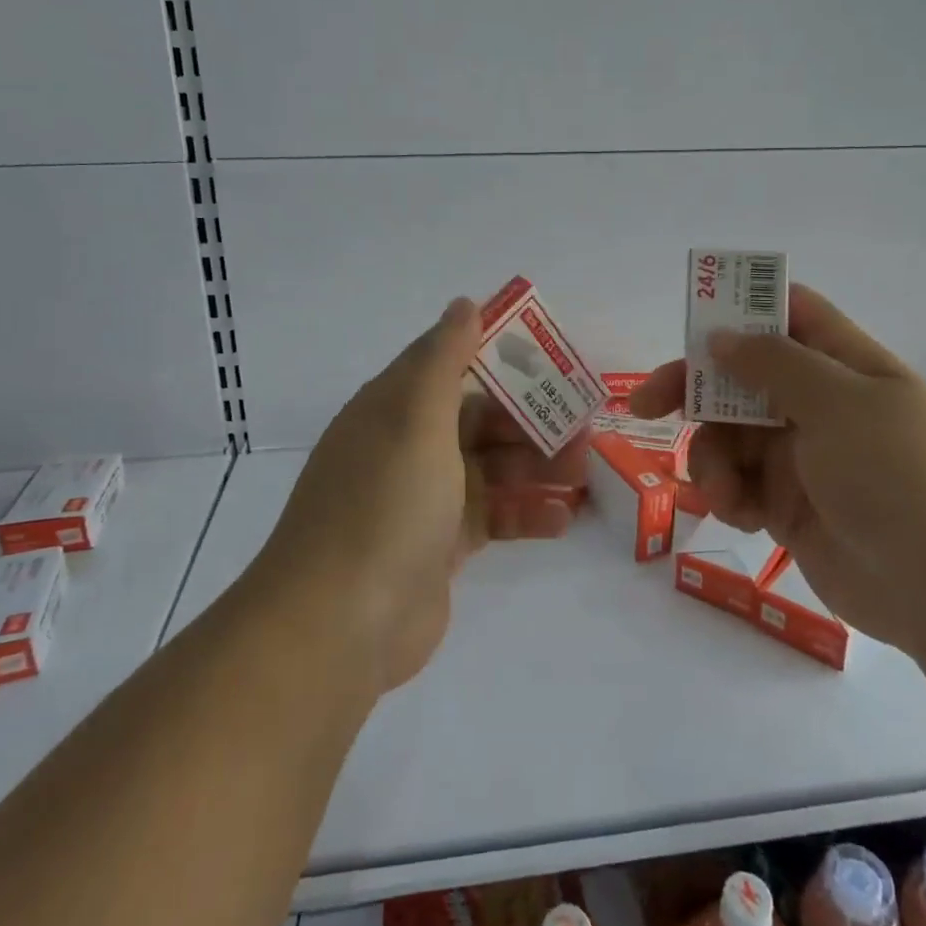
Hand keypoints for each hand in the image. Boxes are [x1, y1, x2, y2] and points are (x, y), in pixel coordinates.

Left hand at [252, 298, 585, 695]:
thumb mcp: (416, 416)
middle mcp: (407, 446)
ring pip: (491, 468)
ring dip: (537, 466)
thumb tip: (464, 303)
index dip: (498, 355)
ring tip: (585, 469)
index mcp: (394, 407)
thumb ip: (444, 358)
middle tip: (583, 423)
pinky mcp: (441, 547)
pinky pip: (492, 518)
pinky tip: (564, 518)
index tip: (549, 357)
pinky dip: (526, 514)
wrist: (341, 622)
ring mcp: (424, 499)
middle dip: (530, 419)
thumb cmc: (385, 501)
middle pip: (479, 419)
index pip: (450, 363)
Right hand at [630, 283, 925, 655]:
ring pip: (729, 436)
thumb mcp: (838, 403)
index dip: (740, 310)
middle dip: (693, 389)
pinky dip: (728, 494)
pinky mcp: (788, 507)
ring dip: (712, 456)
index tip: (692, 326)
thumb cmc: (900, 473)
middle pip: (739, 377)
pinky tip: (741, 515)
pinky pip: (738, 485)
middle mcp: (818, 404)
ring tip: (723, 491)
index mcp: (842, 364)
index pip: (786, 314)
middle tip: (645, 405)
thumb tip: (721, 337)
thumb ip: (772, 363)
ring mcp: (802, 457)